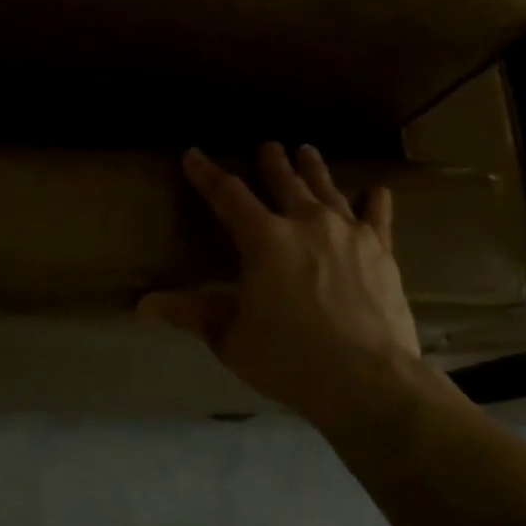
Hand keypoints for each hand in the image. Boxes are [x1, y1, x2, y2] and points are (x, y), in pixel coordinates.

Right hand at [139, 143, 425, 422]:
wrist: (366, 379)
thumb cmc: (287, 358)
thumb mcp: (229, 337)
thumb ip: (190, 314)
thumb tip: (143, 304)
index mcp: (264, 240)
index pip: (227, 196)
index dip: (206, 174)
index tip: (193, 154)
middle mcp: (306, 224)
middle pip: (284, 183)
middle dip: (272, 163)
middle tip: (268, 146)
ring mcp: (349, 234)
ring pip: (328, 190)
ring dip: (314, 170)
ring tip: (307, 152)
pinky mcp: (382, 252)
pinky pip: (377, 217)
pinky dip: (374, 202)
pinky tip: (377, 191)